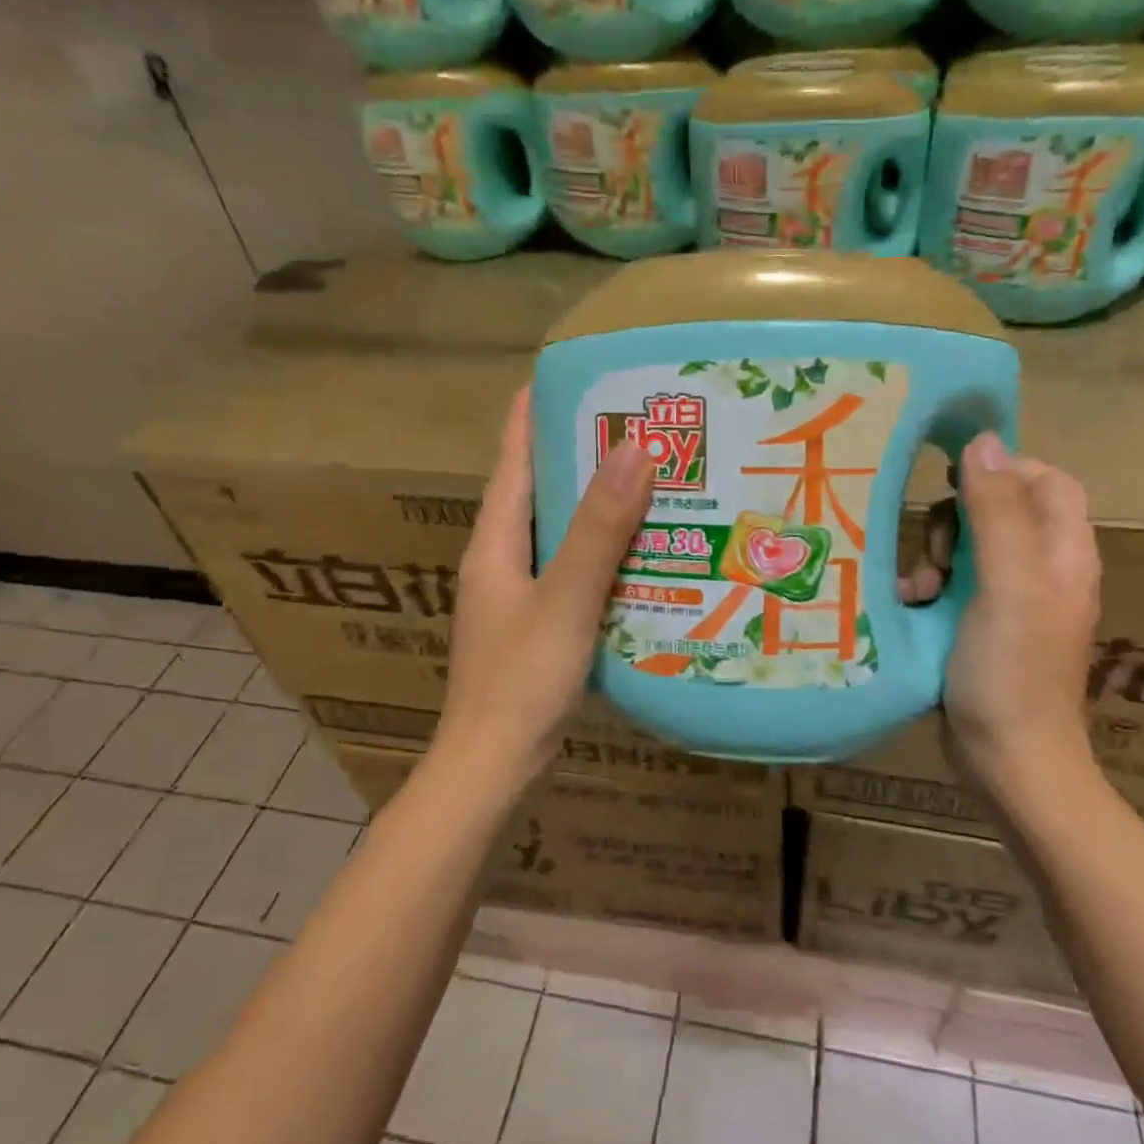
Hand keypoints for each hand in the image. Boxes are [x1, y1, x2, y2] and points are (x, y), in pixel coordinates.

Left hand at [437, 389, 653, 781]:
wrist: (493, 768)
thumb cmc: (521, 681)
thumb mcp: (565, 599)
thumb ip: (598, 528)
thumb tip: (633, 448)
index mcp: (495, 541)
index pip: (514, 458)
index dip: (536, 412)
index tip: (574, 375)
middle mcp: (502, 559)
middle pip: (539, 490)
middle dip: (581, 454)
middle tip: (638, 425)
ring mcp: (518, 595)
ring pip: (560, 532)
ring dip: (597, 504)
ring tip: (651, 479)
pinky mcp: (538, 626)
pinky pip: (573, 570)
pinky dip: (603, 552)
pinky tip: (644, 554)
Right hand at [941, 433, 1101, 784]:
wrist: (1008, 761)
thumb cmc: (1012, 672)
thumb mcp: (1006, 585)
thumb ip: (996, 513)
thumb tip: (983, 440)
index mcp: (1063, 554)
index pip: (1046, 482)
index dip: (1004, 471)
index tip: (954, 480)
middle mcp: (1042, 571)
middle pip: (1000, 511)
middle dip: (959, 521)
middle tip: (938, 552)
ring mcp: (1010, 602)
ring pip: (969, 548)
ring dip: (936, 556)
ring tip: (919, 588)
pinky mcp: (980, 627)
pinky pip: (951, 585)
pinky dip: (928, 588)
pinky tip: (910, 606)